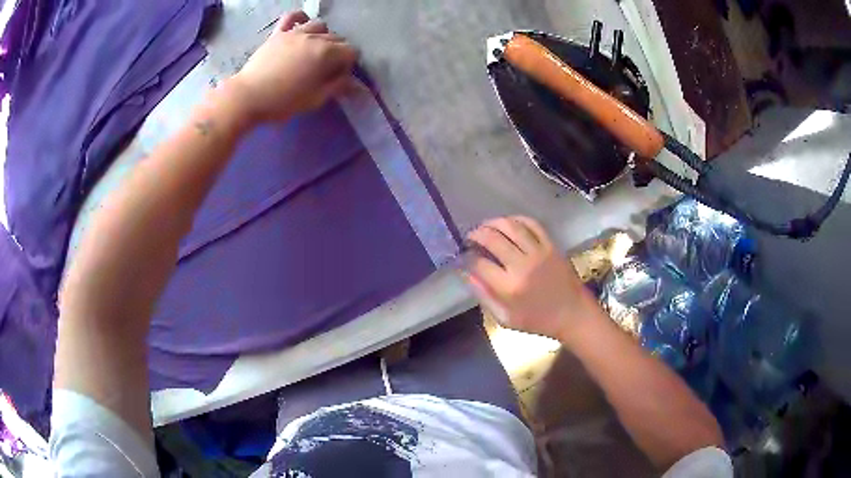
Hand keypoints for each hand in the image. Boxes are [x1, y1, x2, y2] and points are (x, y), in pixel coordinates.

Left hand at [227, 11, 358, 123]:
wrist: (248, 97)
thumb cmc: (283, 102)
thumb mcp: (315, 99)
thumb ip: (337, 86)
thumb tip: (353, 82)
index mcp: (327, 54)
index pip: (351, 52)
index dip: (348, 65)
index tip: (339, 77)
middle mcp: (315, 38)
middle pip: (337, 38)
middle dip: (338, 52)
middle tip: (327, 68)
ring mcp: (296, 32)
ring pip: (320, 25)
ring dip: (323, 36)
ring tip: (315, 49)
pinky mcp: (279, 33)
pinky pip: (293, 17)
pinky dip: (301, 18)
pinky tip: (302, 25)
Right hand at [464, 216, 599, 341]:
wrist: (573, 314)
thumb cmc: (538, 321)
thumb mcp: (505, 319)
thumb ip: (484, 296)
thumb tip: (466, 274)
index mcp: (509, 287)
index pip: (479, 263)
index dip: (467, 258)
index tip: (463, 257)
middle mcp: (522, 265)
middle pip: (492, 239)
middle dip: (476, 235)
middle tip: (470, 237)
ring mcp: (538, 252)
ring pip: (510, 226)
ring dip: (493, 222)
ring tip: (485, 226)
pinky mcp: (551, 245)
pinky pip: (532, 224)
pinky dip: (517, 219)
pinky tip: (508, 223)